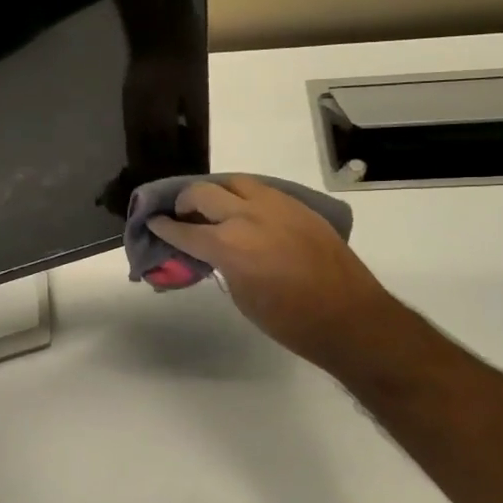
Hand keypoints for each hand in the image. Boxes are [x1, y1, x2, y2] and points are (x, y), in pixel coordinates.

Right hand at [148, 176, 395, 375]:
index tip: (153, 223)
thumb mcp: (241, 295)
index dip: (164, 227)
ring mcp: (277, 206)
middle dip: (185, 202)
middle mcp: (248, 217)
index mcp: (228, 245)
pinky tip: (245, 212)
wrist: (349, 318)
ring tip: (213, 207)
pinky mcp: (299, 207)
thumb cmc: (289, 321)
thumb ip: (221, 264)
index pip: (184, 230)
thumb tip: (211, 252)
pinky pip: (263, 190)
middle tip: (182, 215)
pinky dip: (246, 196)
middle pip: (203, 193)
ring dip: (217, 192)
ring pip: (235, 182)